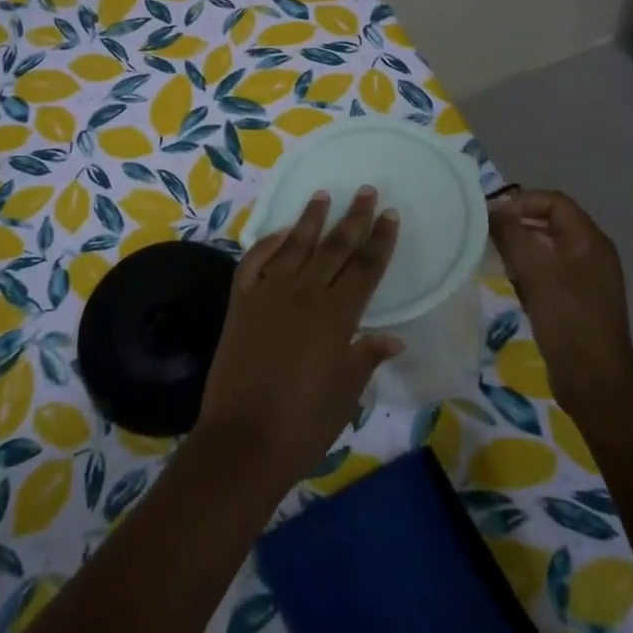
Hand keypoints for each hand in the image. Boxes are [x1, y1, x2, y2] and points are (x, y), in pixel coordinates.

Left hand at [198, 189, 402, 489]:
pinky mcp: (241, 302)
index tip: (389, 214)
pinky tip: (279, 233)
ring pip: (294, 246)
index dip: (380, 240)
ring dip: (310, 219)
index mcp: (336, 316)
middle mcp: (303, 294)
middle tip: (366, 191)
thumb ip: (366, 357)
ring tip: (322, 195)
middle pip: (334, 247)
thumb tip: (392, 337)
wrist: (243, 440)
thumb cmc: (304, 423)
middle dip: (353, 218)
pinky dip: (267, 244)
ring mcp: (268, 294)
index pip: (365, 267)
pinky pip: (255, 262)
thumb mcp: (345, 393)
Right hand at [488, 189, 632, 412]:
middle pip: (548, 223)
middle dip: (516, 226)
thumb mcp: (537, 272)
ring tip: (493, 260)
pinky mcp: (574, 301)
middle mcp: (590, 254)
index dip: (520, 202)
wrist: (595, 384)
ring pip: (544, 249)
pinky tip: (508, 285)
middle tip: (485, 237)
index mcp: (590, 241)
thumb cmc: (568, 321)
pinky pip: (545, 273)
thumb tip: (491, 209)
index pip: (553, 202)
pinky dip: (525, 272)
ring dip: (518, 250)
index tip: (490, 218)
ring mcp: (583, 279)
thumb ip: (512, 235)